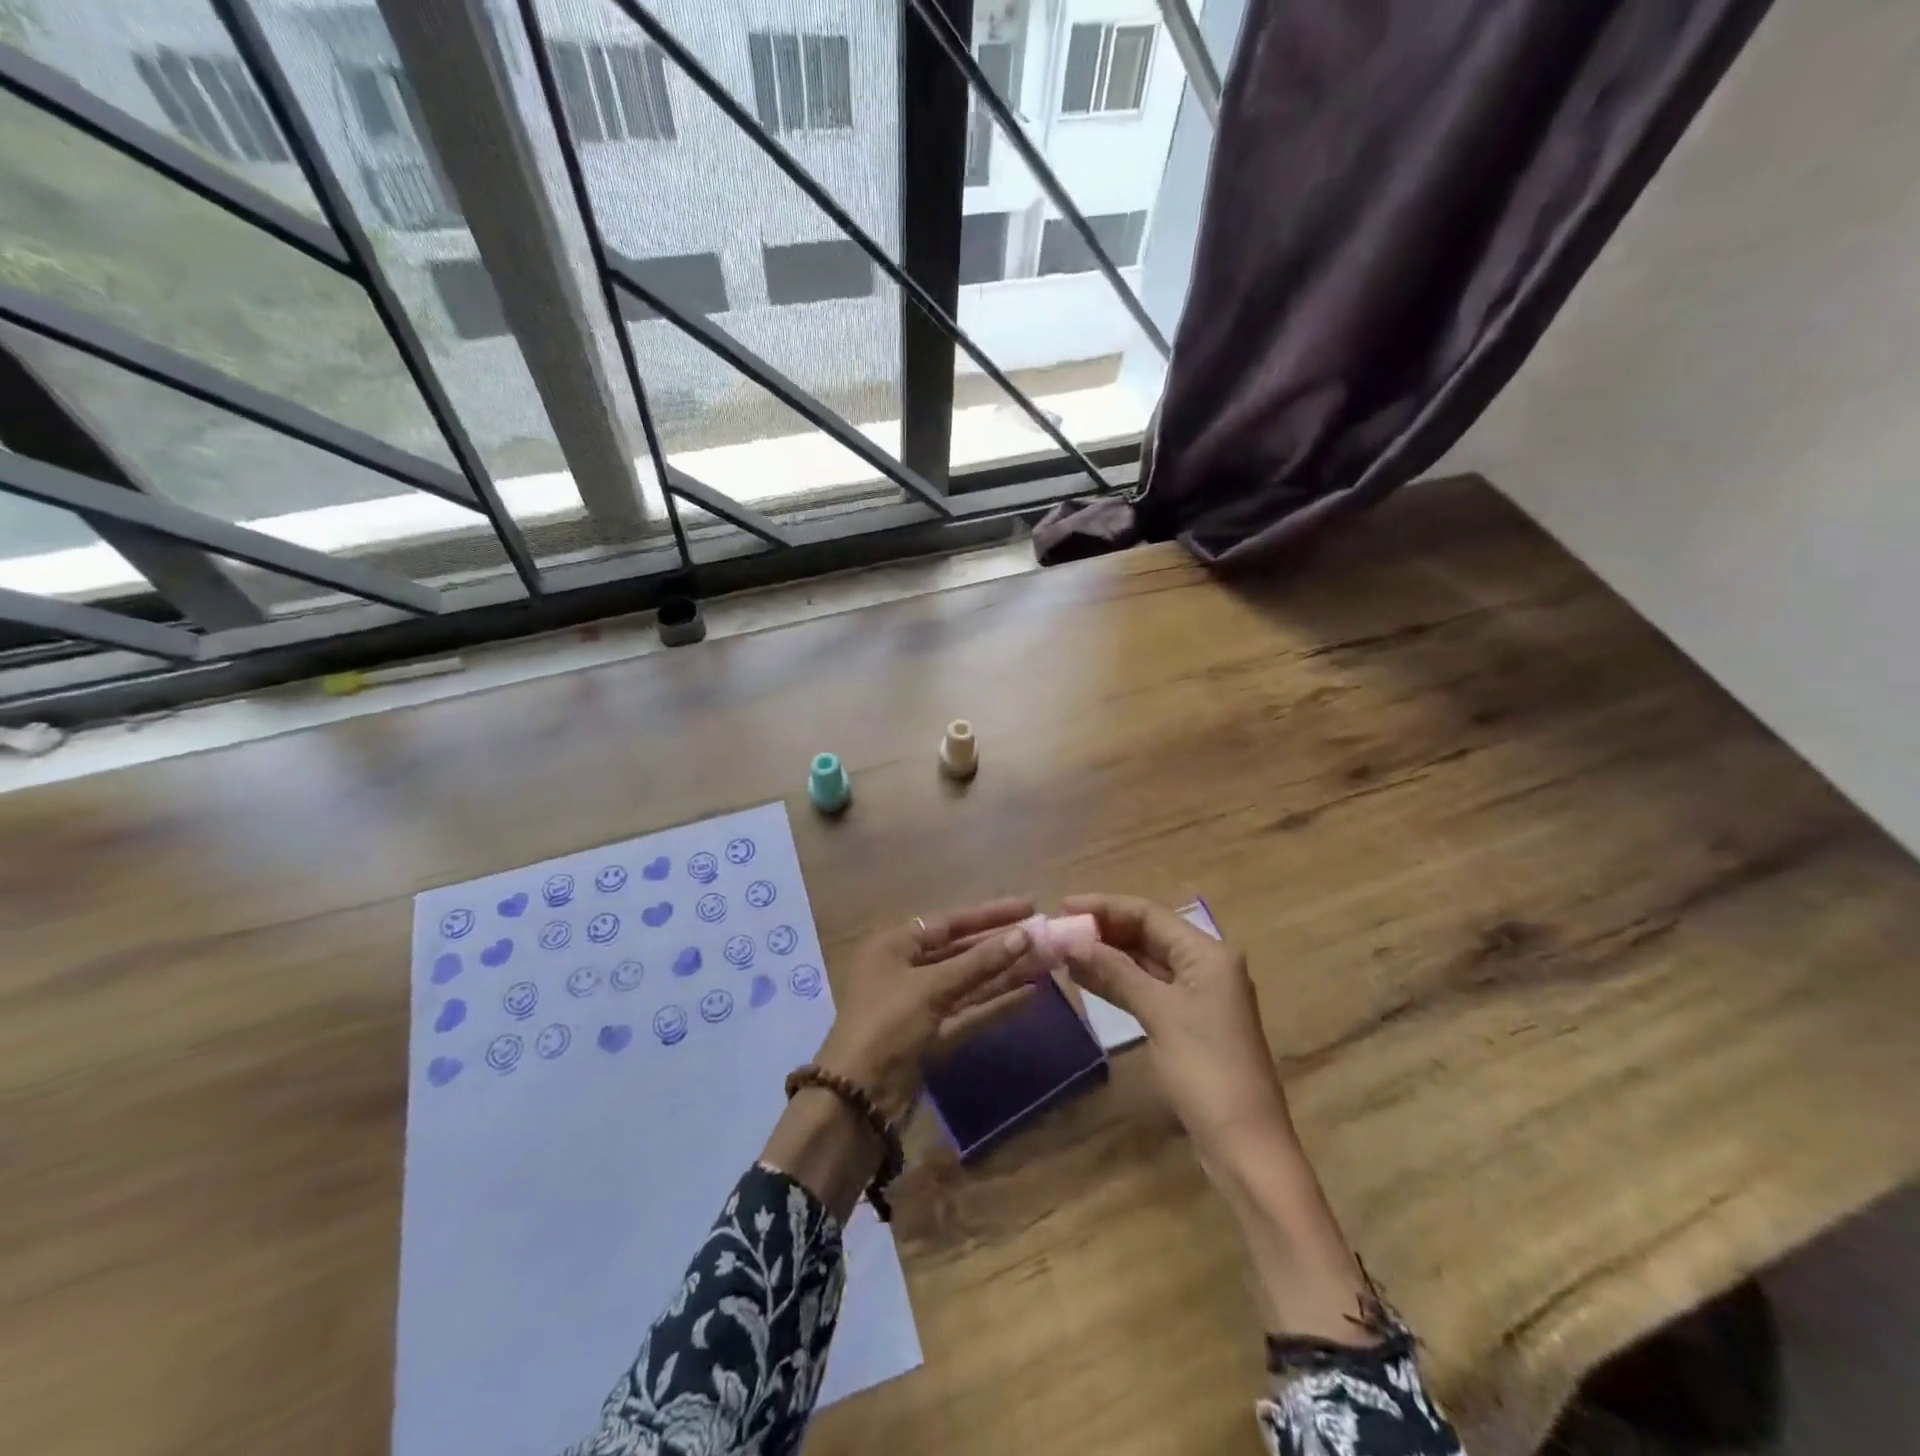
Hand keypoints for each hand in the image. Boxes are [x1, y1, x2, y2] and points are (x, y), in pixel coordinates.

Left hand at [814, 897, 1035, 1119]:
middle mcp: (905, 968)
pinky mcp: (931, 1033)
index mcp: (894, 945)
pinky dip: (995, 1002)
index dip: (989, 914)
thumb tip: (1023, 935)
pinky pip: (968, 1009)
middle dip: (1000, 944)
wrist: (858, 1095)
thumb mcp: (932, 987)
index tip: (1028, 906)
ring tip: (1044, 961)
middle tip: (1043, 936)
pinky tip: (1029, 994)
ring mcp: (919, 1002)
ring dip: (1003, 972)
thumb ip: (979, 962)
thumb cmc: (887, 1023)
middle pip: (960, 950)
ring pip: (968, 980)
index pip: (949, 922)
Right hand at [1060, 893, 1293, 1168]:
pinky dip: (1118, 982)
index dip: (1105, 907)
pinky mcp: (1187, 1022)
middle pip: (1147, 935)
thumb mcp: (1159, 1013)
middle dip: (1104, 931)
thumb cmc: (1206, 1070)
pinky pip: (1147, 988)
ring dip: (1107, 956)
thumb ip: (1115, 972)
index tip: (1063, 906)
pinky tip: (1086, 979)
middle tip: (1059, 931)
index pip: (1149, 914)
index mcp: (1207, 953)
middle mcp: (1205, 966)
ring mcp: (1197, 996)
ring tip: (1063, 952)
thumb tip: (1072, 940)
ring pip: (1145, 962)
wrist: (1245, 1146)